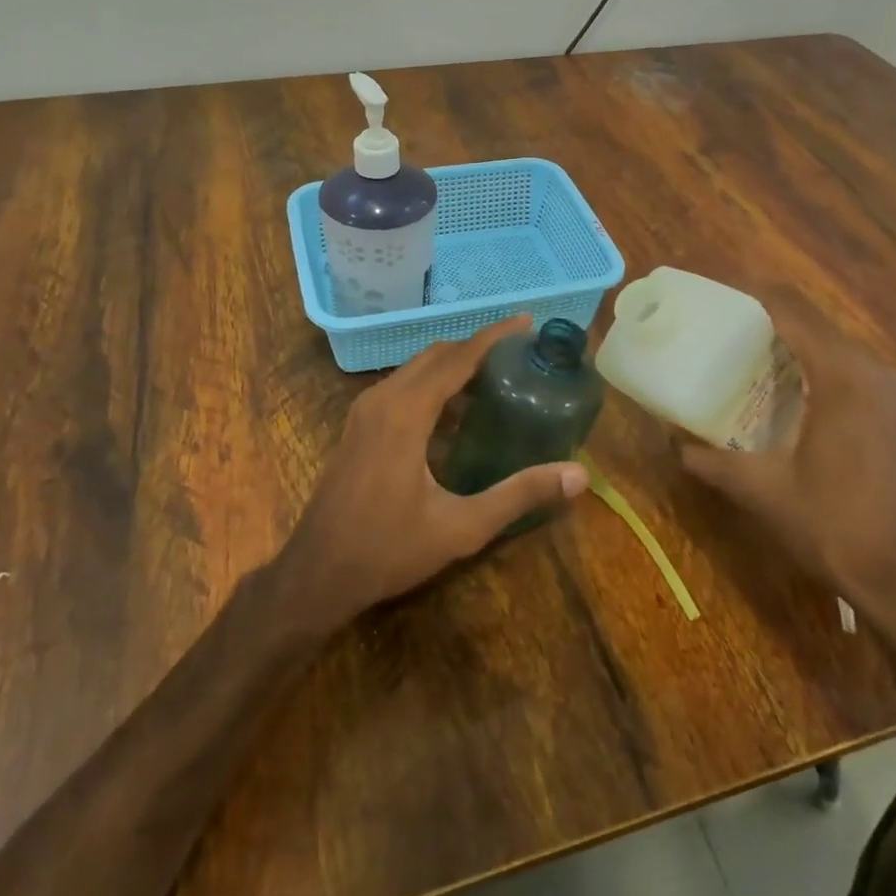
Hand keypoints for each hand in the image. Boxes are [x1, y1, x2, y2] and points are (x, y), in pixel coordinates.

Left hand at [273, 316, 588, 630]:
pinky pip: (402, 388)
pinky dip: (433, 386)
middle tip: (520, 356)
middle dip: (477, 348)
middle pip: (437, 355)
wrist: (317, 574)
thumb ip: (520, 495)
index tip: (527, 321)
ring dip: (454, 367)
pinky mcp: (358, 426)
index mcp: (406, 412)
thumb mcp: (462, 526)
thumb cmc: (388, 549)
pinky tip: (458, 415)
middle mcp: (383, 398)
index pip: (458, 357)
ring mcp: (365, 411)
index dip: (495, 335)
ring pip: (416, 370)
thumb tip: (579, 475)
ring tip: (497, 380)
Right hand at [677, 303, 895, 648]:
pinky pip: (847, 369)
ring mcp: (891, 392)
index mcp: (842, 375)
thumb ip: (709, 459)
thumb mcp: (761, 490)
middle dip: (762, 317)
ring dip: (788, 343)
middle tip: (715, 329)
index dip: (748, 292)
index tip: (709, 292)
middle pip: (811, 321)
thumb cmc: (835, 526)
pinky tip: (781, 391)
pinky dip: (811, 366)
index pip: (790, 309)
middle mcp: (873, 370)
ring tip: (739, 355)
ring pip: (831, 345)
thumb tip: (670, 441)